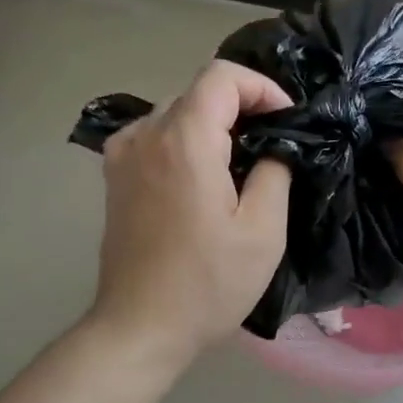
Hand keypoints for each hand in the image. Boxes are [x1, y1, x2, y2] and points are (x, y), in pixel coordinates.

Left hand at [89, 62, 292, 363]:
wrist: (141, 327)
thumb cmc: (208, 284)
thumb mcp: (263, 232)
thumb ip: (275, 172)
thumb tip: (274, 147)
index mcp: (185, 141)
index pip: (222, 76)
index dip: (262, 87)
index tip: (287, 120)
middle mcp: (146, 135)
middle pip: (198, 92)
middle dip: (242, 107)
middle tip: (273, 145)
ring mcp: (122, 156)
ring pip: (175, 113)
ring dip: (212, 125)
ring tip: (241, 163)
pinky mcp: (114, 178)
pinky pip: (154, 137)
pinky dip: (184, 141)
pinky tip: (201, 177)